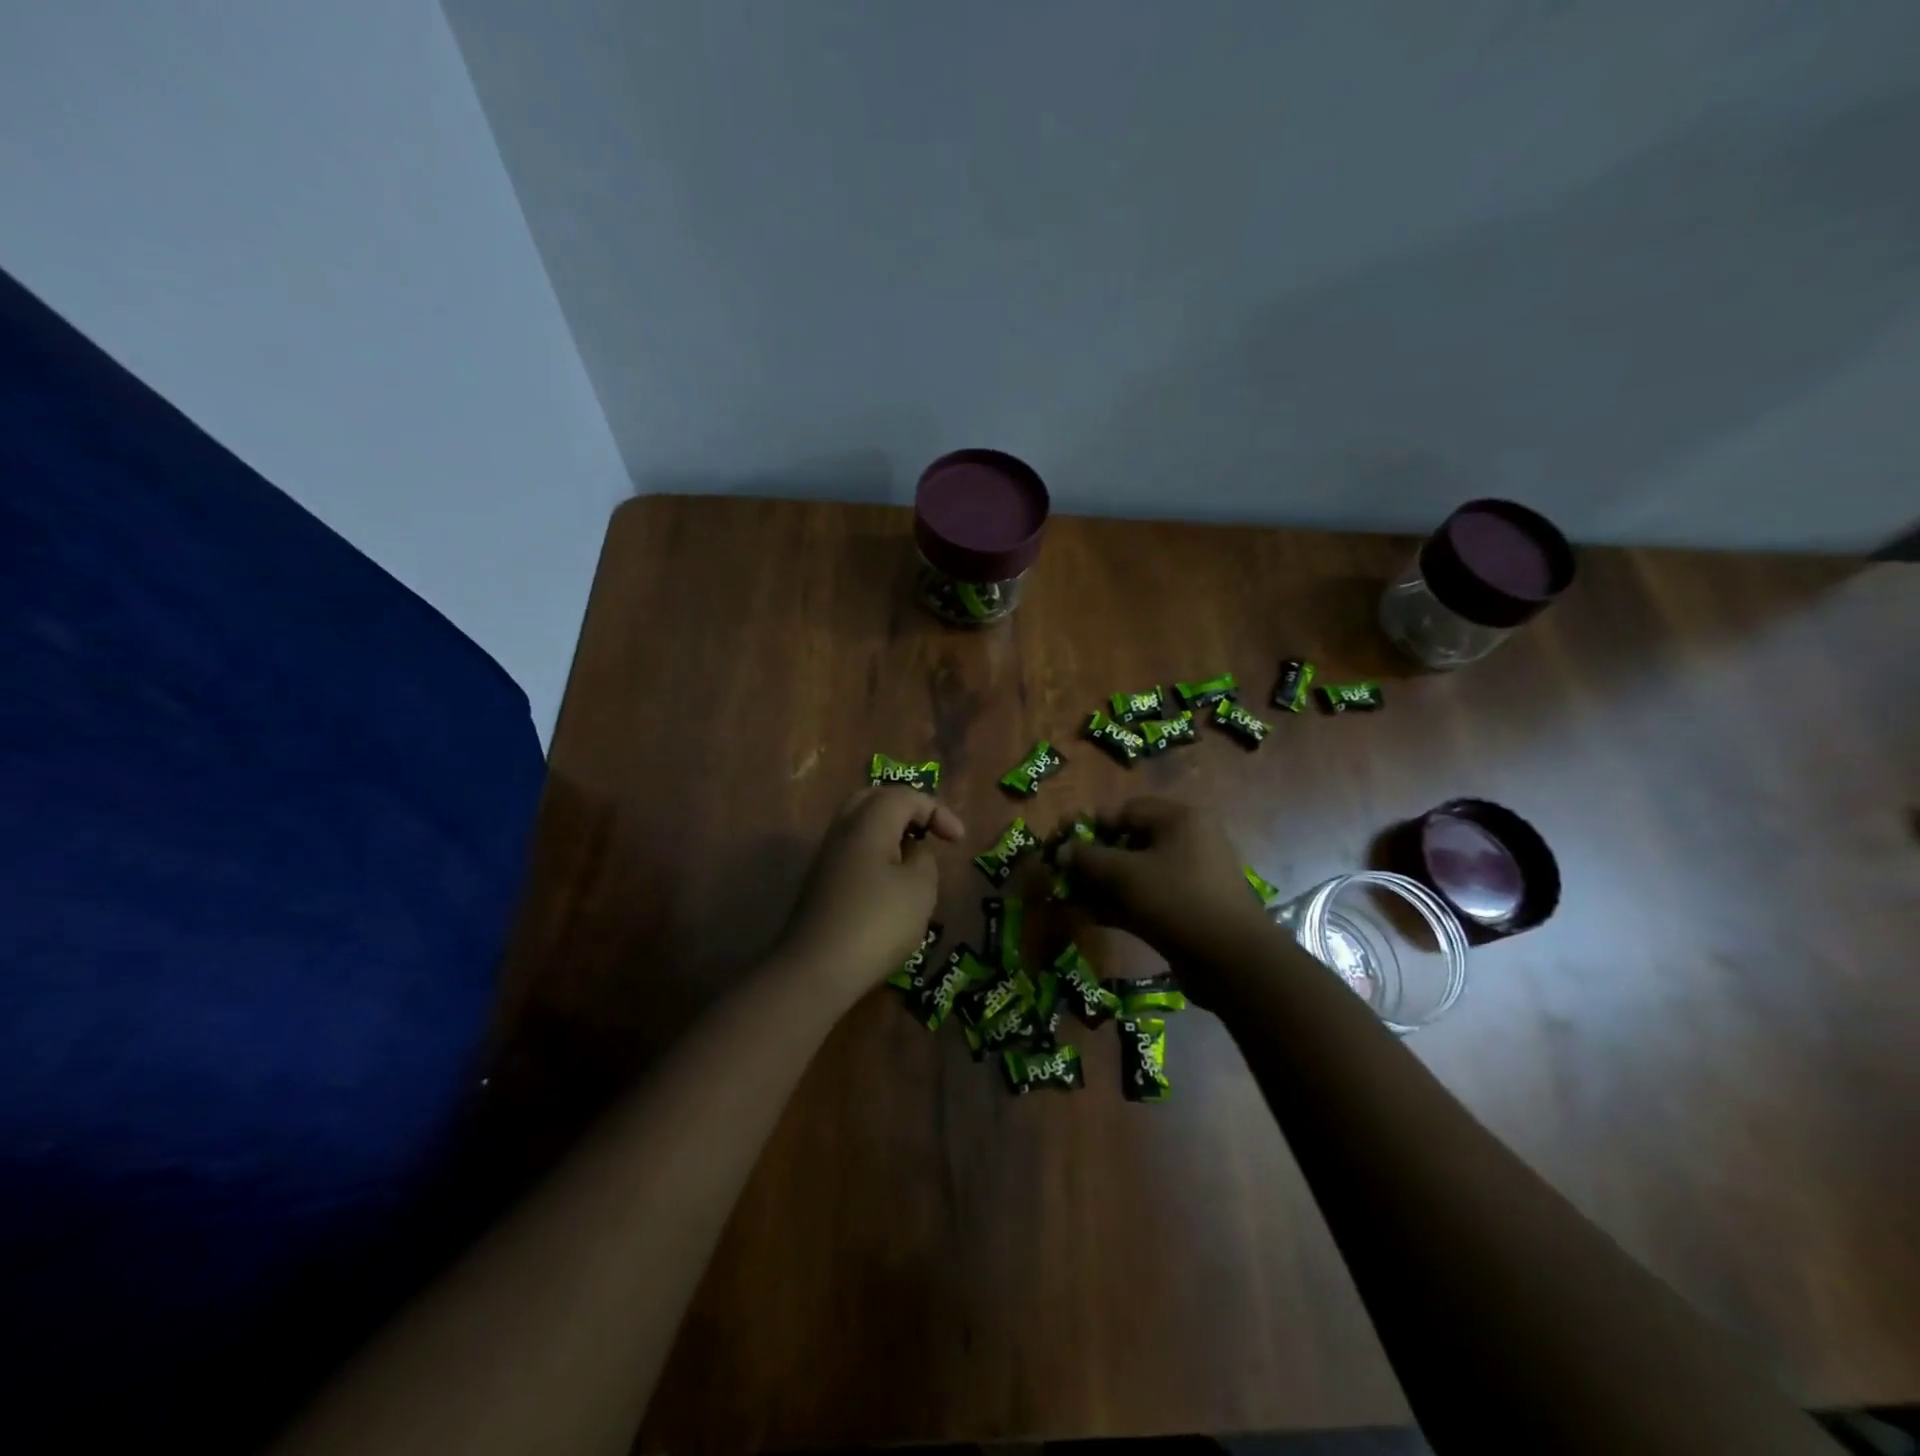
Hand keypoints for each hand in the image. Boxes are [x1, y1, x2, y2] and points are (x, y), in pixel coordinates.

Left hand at [777, 786, 965, 1002]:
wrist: (816, 970)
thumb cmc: (877, 924)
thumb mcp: (919, 889)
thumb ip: (923, 859)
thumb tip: (912, 851)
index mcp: (868, 822)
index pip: (905, 796)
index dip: (937, 811)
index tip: (958, 840)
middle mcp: (843, 830)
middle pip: (875, 799)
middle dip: (907, 809)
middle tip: (930, 831)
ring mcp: (827, 856)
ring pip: (860, 823)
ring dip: (890, 831)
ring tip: (913, 855)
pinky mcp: (821, 881)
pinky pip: (853, 849)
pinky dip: (876, 851)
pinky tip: (890, 880)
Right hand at [1058, 797, 1268, 971]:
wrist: (1232, 960)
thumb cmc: (1177, 900)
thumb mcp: (1125, 874)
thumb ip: (1088, 859)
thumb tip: (1061, 851)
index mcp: (1179, 819)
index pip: (1125, 811)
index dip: (1091, 827)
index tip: (1063, 846)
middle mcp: (1186, 841)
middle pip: (1128, 843)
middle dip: (1093, 861)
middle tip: (1063, 877)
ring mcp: (1188, 877)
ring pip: (1134, 874)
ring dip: (1101, 886)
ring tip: (1069, 900)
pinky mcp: (1186, 909)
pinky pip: (1144, 898)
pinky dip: (1118, 905)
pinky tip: (1088, 918)